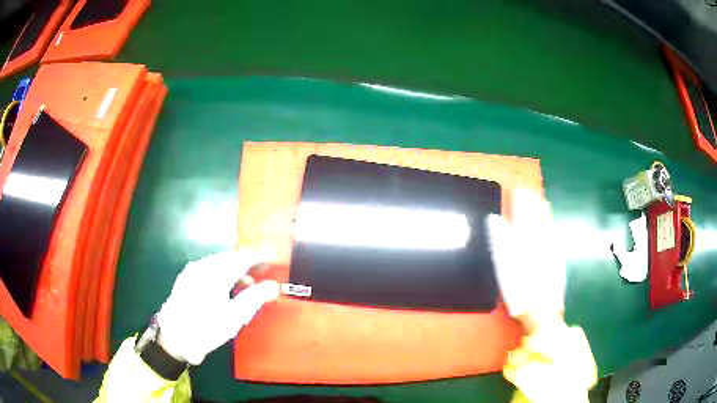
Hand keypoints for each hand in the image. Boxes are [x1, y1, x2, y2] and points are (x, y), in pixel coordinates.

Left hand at [156, 251, 279, 364]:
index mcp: (216, 273)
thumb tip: (274, 285)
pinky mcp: (185, 278)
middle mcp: (203, 266)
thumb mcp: (235, 317)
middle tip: (263, 269)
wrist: (173, 337)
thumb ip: (255, 297)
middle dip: (247, 261)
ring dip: (235, 267)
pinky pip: (208, 267)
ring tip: (247, 282)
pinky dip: (221, 271)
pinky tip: (225, 286)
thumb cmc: (206, 328)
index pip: (243, 258)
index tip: (274, 257)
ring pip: (218, 262)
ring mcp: (192, 271)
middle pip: (230, 257)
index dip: (260, 256)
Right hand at [485, 189, 565, 333]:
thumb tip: (494, 219)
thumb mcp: (504, 266)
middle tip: (527, 191)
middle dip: (531, 202)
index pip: (521, 213)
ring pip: (546, 222)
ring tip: (538, 199)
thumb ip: (500, 239)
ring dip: (541, 210)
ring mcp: (550, 246)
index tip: (516, 190)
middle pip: (535, 215)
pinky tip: (548, 219)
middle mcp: (539, 238)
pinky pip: (553, 231)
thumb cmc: (519, 290)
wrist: (543, 309)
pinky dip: (549, 222)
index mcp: (524, 239)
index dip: (519, 201)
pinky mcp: (557, 255)